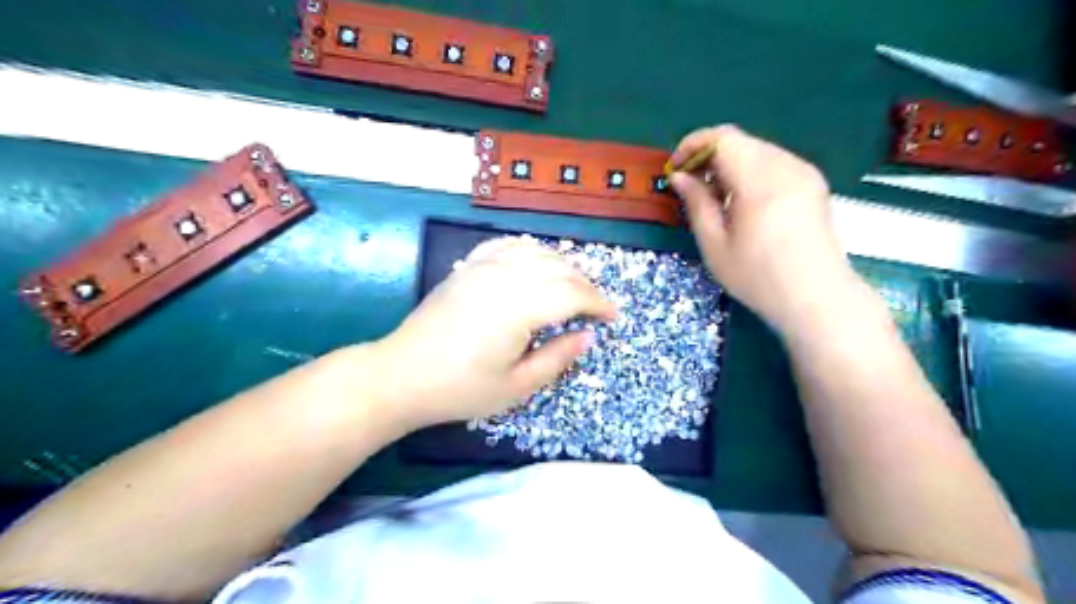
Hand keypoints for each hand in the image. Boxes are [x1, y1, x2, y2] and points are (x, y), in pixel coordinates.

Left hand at [374, 235, 617, 428]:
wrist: (402, 374)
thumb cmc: (461, 388)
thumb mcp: (517, 386)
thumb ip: (557, 358)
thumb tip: (588, 336)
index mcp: (520, 306)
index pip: (573, 294)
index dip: (599, 303)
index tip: (613, 317)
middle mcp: (506, 276)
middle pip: (560, 269)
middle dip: (585, 285)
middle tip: (596, 307)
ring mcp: (483, 266)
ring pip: (537, 252)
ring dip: (562, 266)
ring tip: (572, 286)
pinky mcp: (467, 267)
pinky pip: (507, 246)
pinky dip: (530, 250)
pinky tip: (534, 263)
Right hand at [671, 126, 859, 332]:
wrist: (817, 298)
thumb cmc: (758, 277)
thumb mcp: (715, 244)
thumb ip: (696, 203)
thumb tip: (679, 177)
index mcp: (760, 180)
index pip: (721, 138)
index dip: (692, 145)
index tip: (675, 169)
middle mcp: (786, 166)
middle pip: (739, 140)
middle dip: (708, 155)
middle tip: (690, 185)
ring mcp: (804, 172)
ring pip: (756, 149)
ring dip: (729, 163)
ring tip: (714, 196)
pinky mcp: (813, 183)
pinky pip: (773, 162)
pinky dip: (750, 171)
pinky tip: (742, 201)